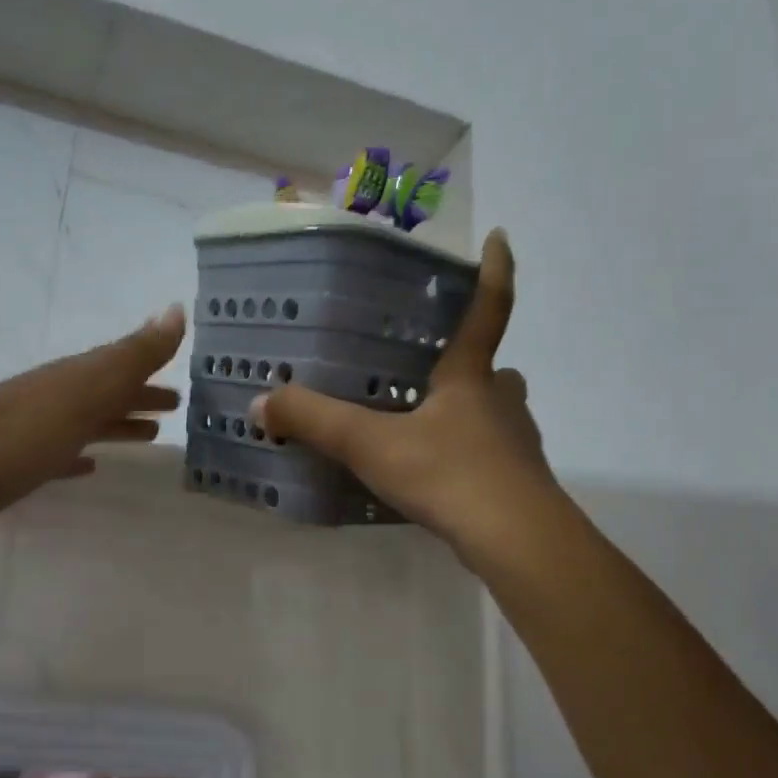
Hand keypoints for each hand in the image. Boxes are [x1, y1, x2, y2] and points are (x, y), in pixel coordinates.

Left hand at [0, 305, 185, 548]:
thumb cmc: (24, 431)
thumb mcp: (88, 388)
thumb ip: (134, 355)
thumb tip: (177, 309)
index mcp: (73, 378)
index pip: (121, 367)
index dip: (151, 371)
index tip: (183, 383)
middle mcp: (54, 399)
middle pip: (105, 394)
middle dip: (138, 397)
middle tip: (175, 408)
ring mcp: (33, 433)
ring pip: (85, 424)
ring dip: (116, 425)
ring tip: (149, 437)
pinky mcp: (16, 468)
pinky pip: (59, 456)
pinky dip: (79, 458)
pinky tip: (91, 468)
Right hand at [249, 231, 557, 554]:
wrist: (515, 540)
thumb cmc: (448, 474)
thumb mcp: (371, 444)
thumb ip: (314, 421)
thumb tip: (259, 402)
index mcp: (471, 377)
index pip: (488, 308)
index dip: (495, 271)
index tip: (499, 237)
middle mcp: (500, 401)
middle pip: (492, 368)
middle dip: (470, 363)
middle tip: (434, 369)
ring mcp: (515, 443)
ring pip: (495, 412)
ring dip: (469, 411)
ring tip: (426, 425)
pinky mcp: (517, 482)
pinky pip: (490, 455)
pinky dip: (467, 455)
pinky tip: (438, 476)